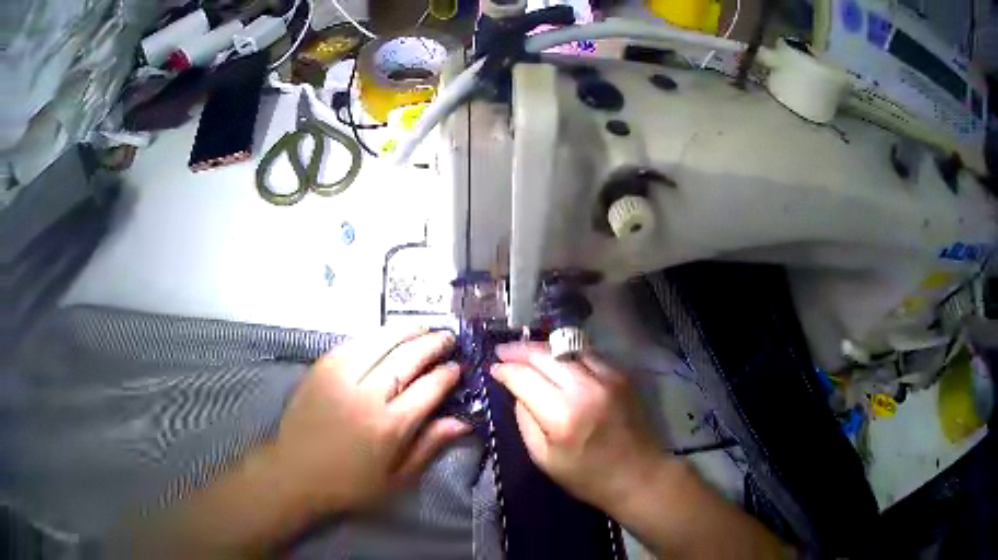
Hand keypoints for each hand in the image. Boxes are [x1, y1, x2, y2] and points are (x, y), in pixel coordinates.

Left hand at [267, 328, 468, 515]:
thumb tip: (462, 421)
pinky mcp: (321, 369)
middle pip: (407, 359)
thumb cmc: (349, 484)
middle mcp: (367, 395)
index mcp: (389, 426)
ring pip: (381, 342)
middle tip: (448, 338)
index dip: (447, 374)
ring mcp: (341, 377)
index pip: (429, 388)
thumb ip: (429, 447)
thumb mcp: (396, 479)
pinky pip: (354, 343)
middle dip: (432, 345)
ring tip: (424, 327)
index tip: (458, 367)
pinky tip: (387, 335)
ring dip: (406, 331)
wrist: (294, 473)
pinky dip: (376, 336)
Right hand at [490, 342, 663, 510]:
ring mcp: (608, 377)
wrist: (639, 475)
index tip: (492, 368)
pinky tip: (556, 359)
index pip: (524, 377)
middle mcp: (586, 388)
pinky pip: (587, 354)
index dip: (504, 370)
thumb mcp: (544, 458)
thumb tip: (517, 391)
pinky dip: (567, 354)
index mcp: (563, 415)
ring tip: (525, 351)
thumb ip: (525, 420)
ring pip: (567, 348)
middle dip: (519, 350)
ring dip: (542, 347)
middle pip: (545, 355)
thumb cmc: (587, 476)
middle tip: (502, 351)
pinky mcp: (621, 375)